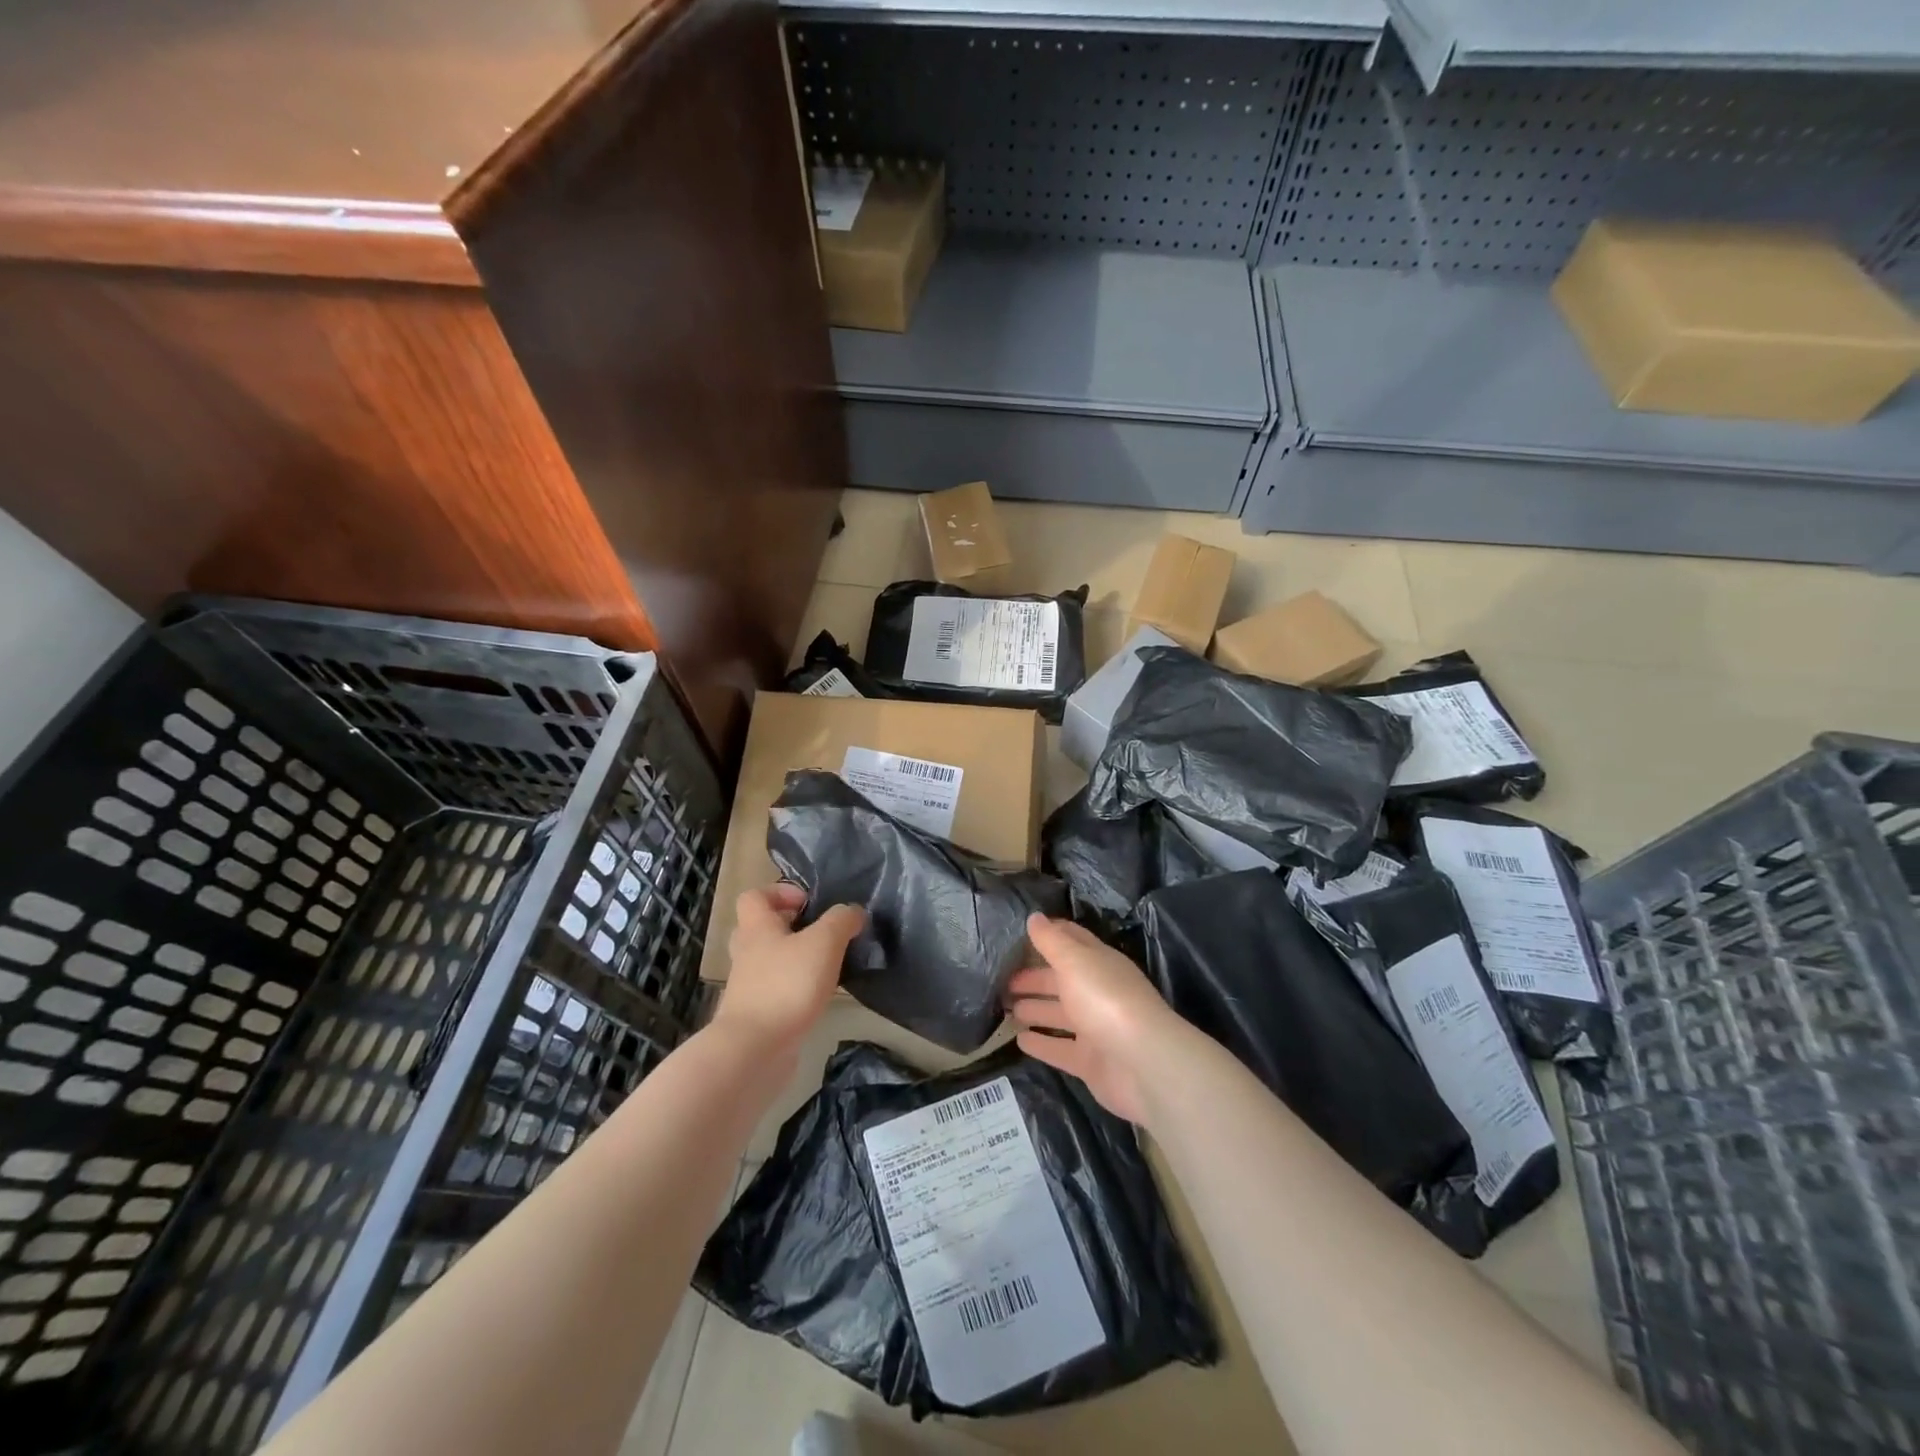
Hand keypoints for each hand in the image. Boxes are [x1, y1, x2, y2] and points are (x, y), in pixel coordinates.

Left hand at [711, 884, 864, 1061]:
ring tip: (827, 965)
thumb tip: (853, 912)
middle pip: (761, 929)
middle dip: (790, 927)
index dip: (779, 892)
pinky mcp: (758, 1015)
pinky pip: (777, 990)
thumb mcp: (824, 943)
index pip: (754, 896)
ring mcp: (749, 987)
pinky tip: (821, 996)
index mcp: (757, 928)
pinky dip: (796, 989)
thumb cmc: (787, 985)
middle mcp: (748, 954)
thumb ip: (841, 921)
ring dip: (796, 960)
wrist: (754, 1050)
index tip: (809, 902)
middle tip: (820, 933)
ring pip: (770, 961)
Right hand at [1006, 915, 1180, 1124]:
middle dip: (1033, 978)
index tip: (1017, 936)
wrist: (1143, 1064)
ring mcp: (1095, 1028)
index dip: (1047, 936)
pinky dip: (1042, 1044)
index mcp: (1098, 962)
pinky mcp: (1091, 1062)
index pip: (1071, 940)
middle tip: (1001, 981)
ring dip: (1035, 1009)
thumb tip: (1034, 917)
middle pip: (1061, 980)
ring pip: (1059, 1014)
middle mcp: (1097, 991)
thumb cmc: (1105, 1000)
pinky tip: (1019, 1041)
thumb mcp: (1074, 961)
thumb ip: (1051, 941)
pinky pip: (1060, 1049)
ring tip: (1006, 1009)